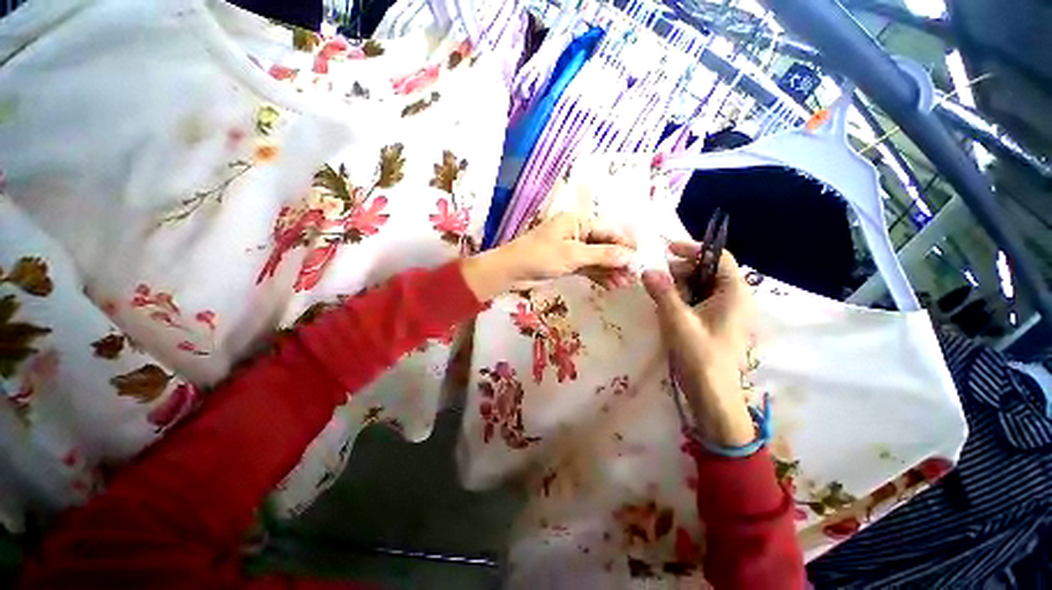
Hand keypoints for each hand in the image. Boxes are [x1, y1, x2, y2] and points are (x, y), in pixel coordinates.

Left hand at [462, 213, 635, 300]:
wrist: (511, 272)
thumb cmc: (540, 257)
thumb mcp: (573, 255)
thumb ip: (602, 255)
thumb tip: (629, 256)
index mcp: (577, 221)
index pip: (607, 231)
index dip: (624, 244)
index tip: (639, 259)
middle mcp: (576, 233)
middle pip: (603, 245)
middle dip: (618, 260)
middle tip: (632, 277)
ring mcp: (571, 249)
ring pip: (596, 258)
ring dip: (610, 270)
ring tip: (624, 284)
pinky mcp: (566, 263)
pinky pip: (587, 268)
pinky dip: (598, 275)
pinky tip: (610, 285)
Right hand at [642, 244, 756, 446]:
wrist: (713, 393)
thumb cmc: (699, 354)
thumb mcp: (677, 320)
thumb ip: (662, 292)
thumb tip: (647, 270)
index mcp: (734, 292)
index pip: (718, 257)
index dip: (693, 249)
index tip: (667, 250)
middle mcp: (735, 298)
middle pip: (708, 270)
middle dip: (682, 270)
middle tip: (658, 279)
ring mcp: (726, 311)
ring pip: (702, 286)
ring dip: (679, 285)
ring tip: (660, 295)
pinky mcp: (717, 322)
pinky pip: (699, 300)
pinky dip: (683, 298)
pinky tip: (668, 308)